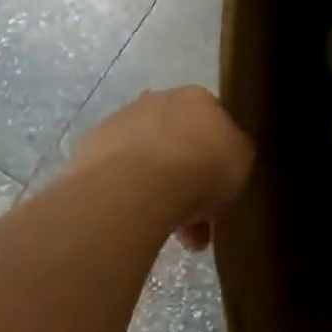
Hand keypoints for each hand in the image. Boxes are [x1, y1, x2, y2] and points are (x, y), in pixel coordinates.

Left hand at [66, 87, 254, 248]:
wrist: (135, 188)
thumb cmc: (201, 170)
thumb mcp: (242, 162)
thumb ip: (237, 152)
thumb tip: (227, 154)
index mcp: (198, 97)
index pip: (215, 121)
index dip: (219, 155)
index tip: (222, 186)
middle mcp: (157, 99)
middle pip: (178, 140)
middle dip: (188, 177)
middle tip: (197, 220)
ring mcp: (119, 122)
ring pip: (148, 158)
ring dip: (159, 190)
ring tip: (167, 234)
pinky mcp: (89, 149)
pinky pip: (119, 175)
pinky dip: (129, 195)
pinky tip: (137, 221)